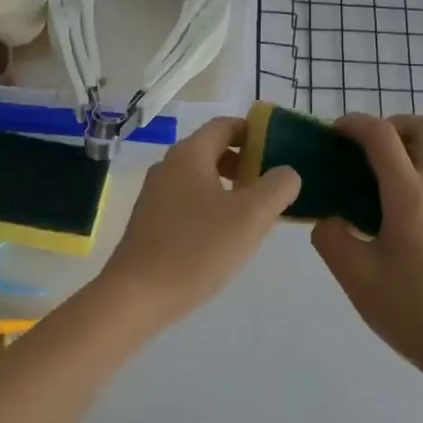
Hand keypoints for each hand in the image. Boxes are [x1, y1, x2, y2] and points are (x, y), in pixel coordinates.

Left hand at [99, 116, 300, 329]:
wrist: (136, 297)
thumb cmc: (197, 249)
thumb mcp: (251, 217)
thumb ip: (277, 188)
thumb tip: (287, 173)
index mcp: (190, 154)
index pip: (225, 125)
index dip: (254, 132)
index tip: (279, 151)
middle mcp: (168, 166)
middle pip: (212, 150)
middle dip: (244, 162)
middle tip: (271, 186)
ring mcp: (155, 194)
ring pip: (200, 177)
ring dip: (229, 187)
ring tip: (253, 215)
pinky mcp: (149, 222)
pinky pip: (187, 201)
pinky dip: (210, 206)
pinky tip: (223, 237)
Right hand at [311, 114, 422, 389]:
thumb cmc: (412, 311)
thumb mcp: (356, 277)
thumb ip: (332, 238)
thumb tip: (331, 221)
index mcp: (410, 195)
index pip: (382, 136)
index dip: (355, 124)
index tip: (334, 133)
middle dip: (393, 125)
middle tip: (366, 150)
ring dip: (406, 156)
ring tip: (375, 193)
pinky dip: (417, 184)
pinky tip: (398, 225)